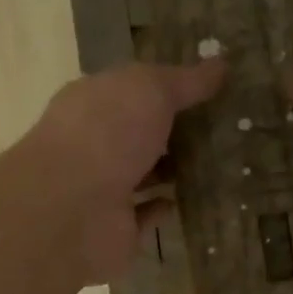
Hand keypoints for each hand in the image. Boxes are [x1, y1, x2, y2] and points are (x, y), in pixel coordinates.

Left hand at [23, 58, 225, 283]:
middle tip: (220, 128)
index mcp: (92, 102)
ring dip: (168, 170)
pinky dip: (160, 207)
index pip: (129, 88)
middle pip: (135, 132)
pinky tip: (186, 200)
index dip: (164, 86)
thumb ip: (185, 81)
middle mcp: (91, 142)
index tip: (207, 89)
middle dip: (170, 130)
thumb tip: (221, 65)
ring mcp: (99, 188)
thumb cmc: (107, 133)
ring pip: (139, 174)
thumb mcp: (150, 90)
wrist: (71, 208)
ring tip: (214, 163)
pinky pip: (141, 215)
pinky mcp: (112, 228)